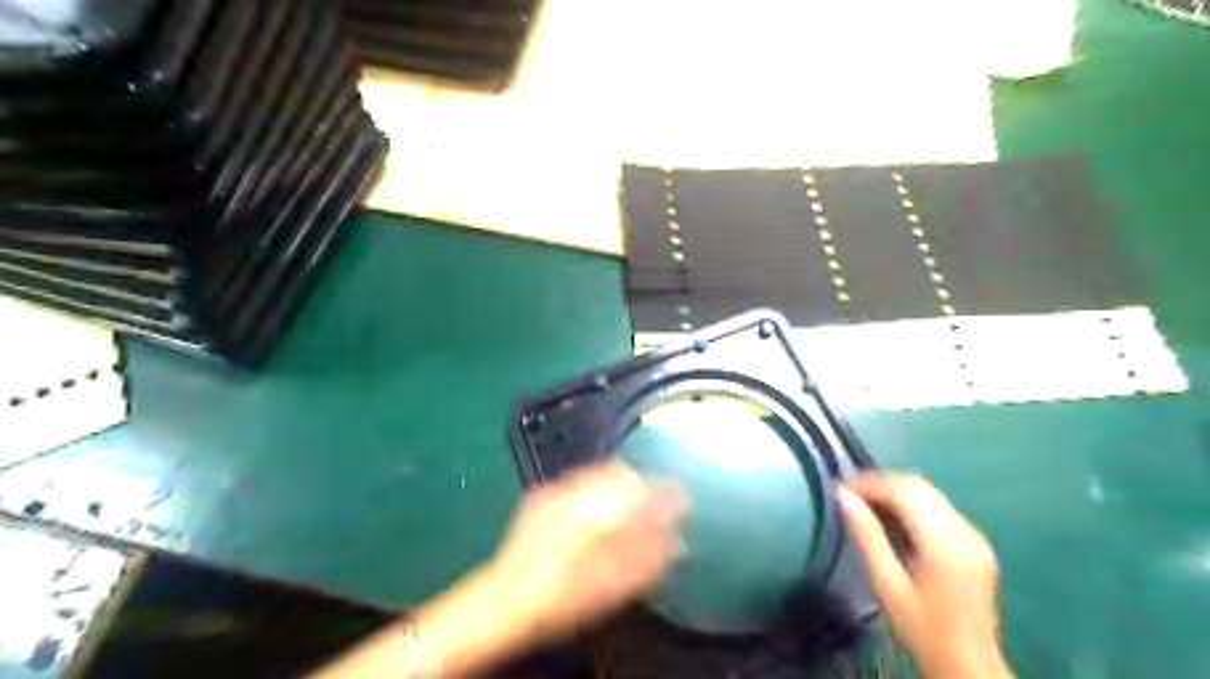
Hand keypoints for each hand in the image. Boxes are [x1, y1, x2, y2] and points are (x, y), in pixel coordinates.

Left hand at [486, 461, 690, 647]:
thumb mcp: (612, 584)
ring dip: (619, 487)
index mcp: (596, 506)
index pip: (642, 484)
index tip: (680, 500)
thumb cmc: (562, 596)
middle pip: (620, 472)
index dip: (665, 491)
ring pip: (599, 474)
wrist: (505, 600)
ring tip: (628, 513)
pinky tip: (596, 518)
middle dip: (641, 486)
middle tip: (654, 509)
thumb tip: (677, 542)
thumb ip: (648, 557)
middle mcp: (576, 489)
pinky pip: (580, 483)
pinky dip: (597, 492)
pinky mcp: (541, 498)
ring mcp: (555, 490)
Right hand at [845, 476, 1014, 678]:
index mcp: (944, 542)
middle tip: (849, 494)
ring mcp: (974, 537)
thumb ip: (866, 536)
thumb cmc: (922, 630)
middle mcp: (965, 532)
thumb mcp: (887, 584)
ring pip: (930, 495)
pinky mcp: (976, 545)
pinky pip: (939, 509)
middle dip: (882, 484)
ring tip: (864, 504)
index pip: (904, 491)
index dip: (870, 483)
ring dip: (896, 493)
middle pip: (919, 487)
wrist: (969, 667)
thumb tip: (842, 497)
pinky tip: (892, 520)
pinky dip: (912, 506)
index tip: (840, 487)